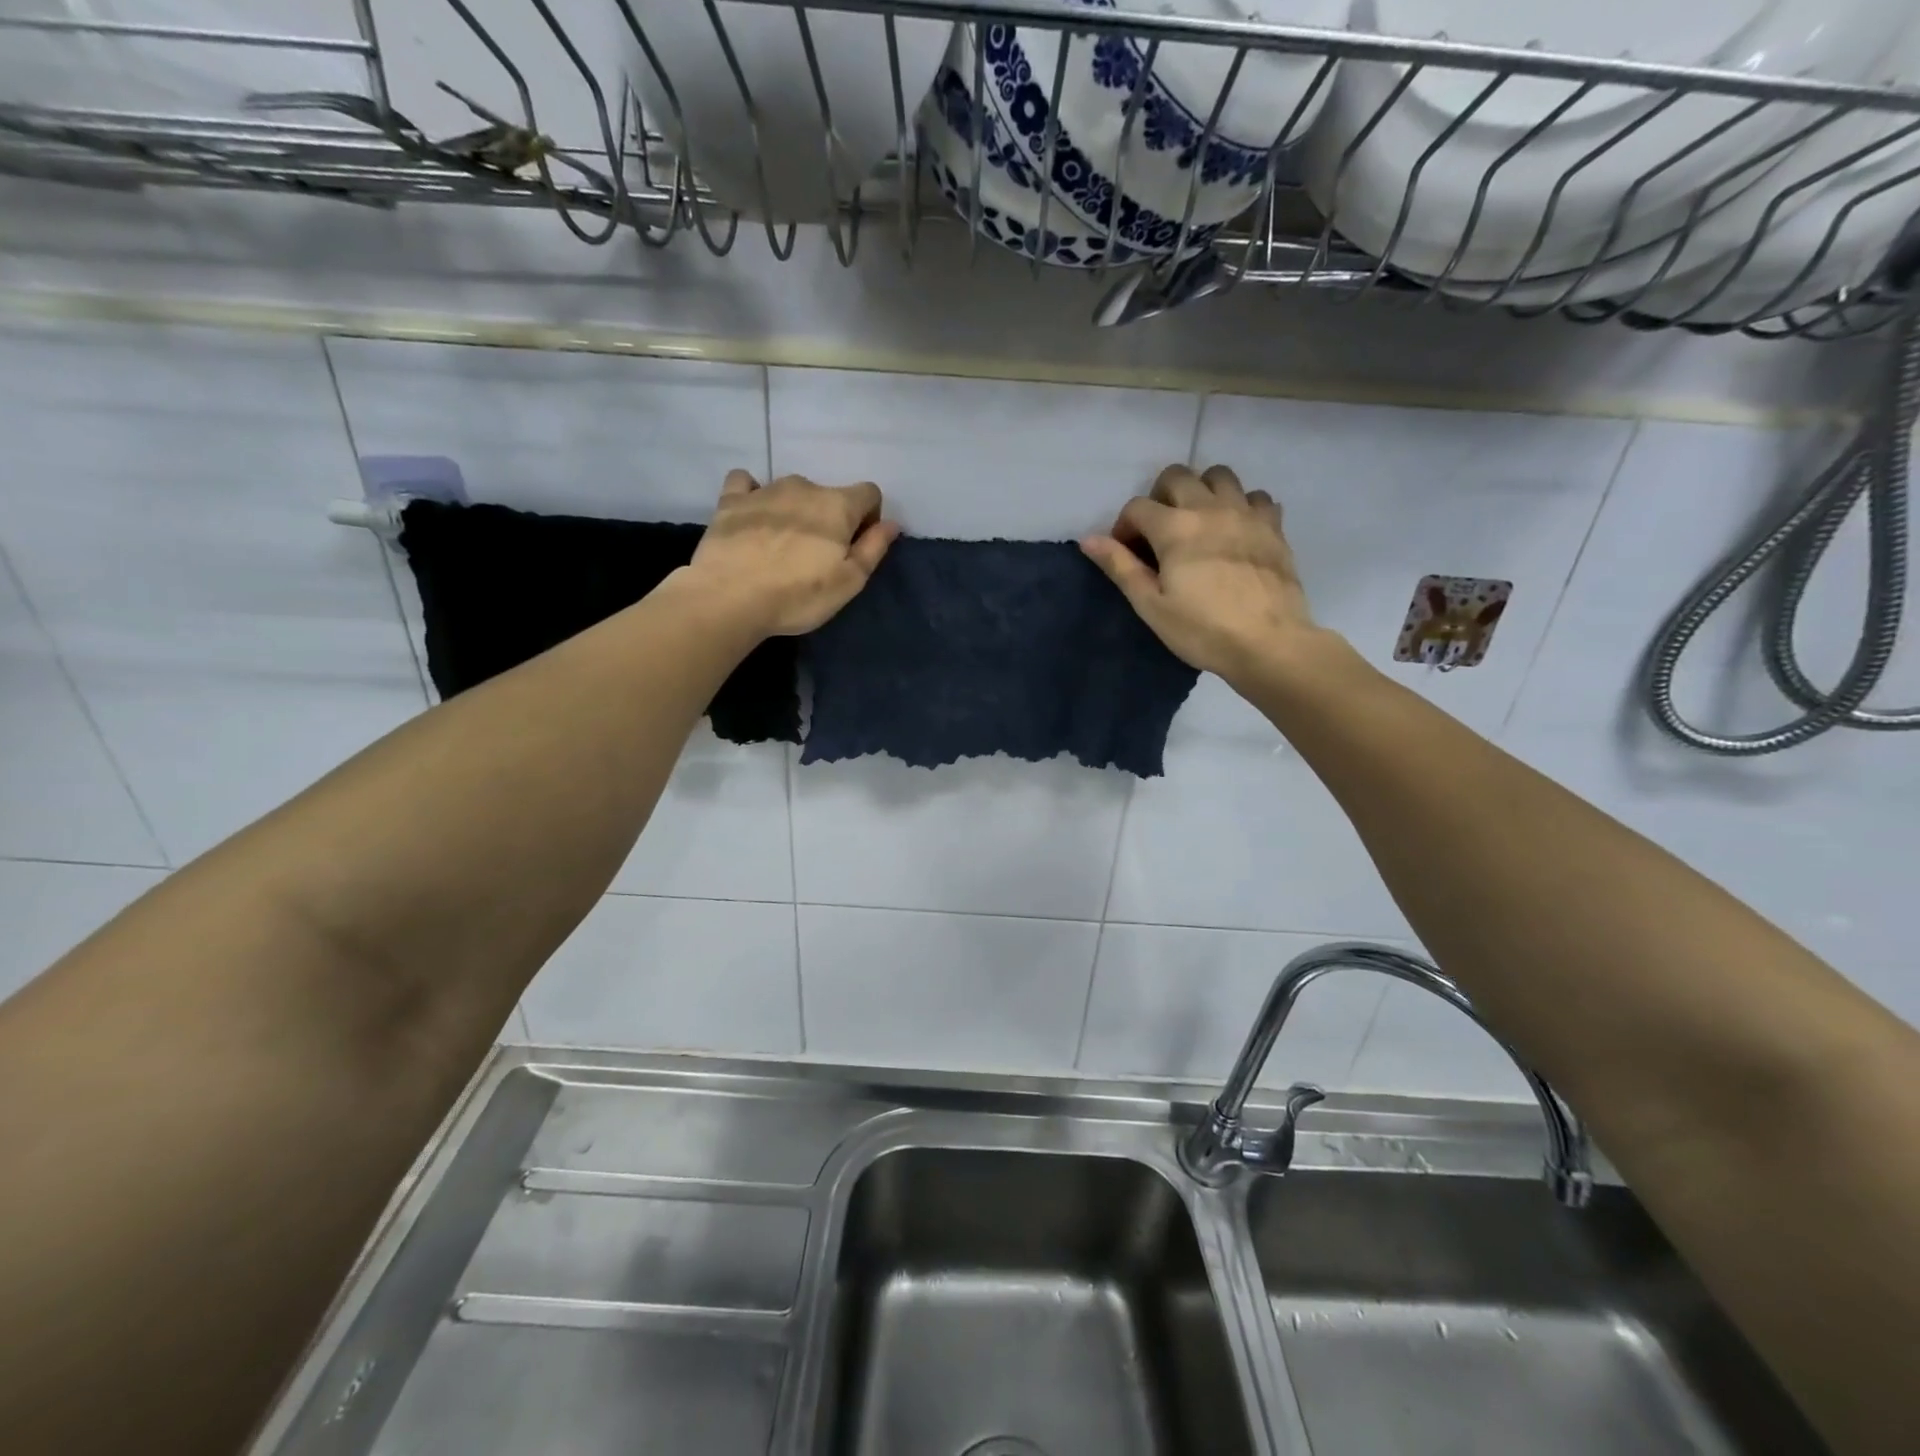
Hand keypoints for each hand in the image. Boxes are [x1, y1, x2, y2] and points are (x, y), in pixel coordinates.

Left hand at [686, 470, 899, 636]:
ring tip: (782, 546)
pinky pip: (746, 483)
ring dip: (795, 511)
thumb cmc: (799, 595)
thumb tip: (891, 524)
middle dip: (829, 518)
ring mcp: (765, 490)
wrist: (730, 597)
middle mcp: (804, 487)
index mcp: (838, 505)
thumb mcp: (849, 581)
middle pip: (828, 495)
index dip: (869, 517)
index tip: (856, 545)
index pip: (869, 493)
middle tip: (817, 556)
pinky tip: (752, 516)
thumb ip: (873, 548)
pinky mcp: (731, 500)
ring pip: (791, 492)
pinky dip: (753, 495)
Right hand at [1081, 463, 1328, 682]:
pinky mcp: (1273, 526)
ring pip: (1219, 475)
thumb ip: (1120, 567)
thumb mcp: (1151, 605)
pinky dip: (1242, 505)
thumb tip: (1088, 539)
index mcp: (1174, 528)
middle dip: (1160, 497)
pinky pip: (1256, 497)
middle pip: (1177, 475)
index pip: (1137, 506)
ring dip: (1202, 491)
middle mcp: (1210, 507)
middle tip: (1160, 533)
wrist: (1269, 643)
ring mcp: (1246, 513)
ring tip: (1199, 523)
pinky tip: (1236, 531)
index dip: (1124, 527)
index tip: (1128, 554)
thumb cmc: (1202, 630)